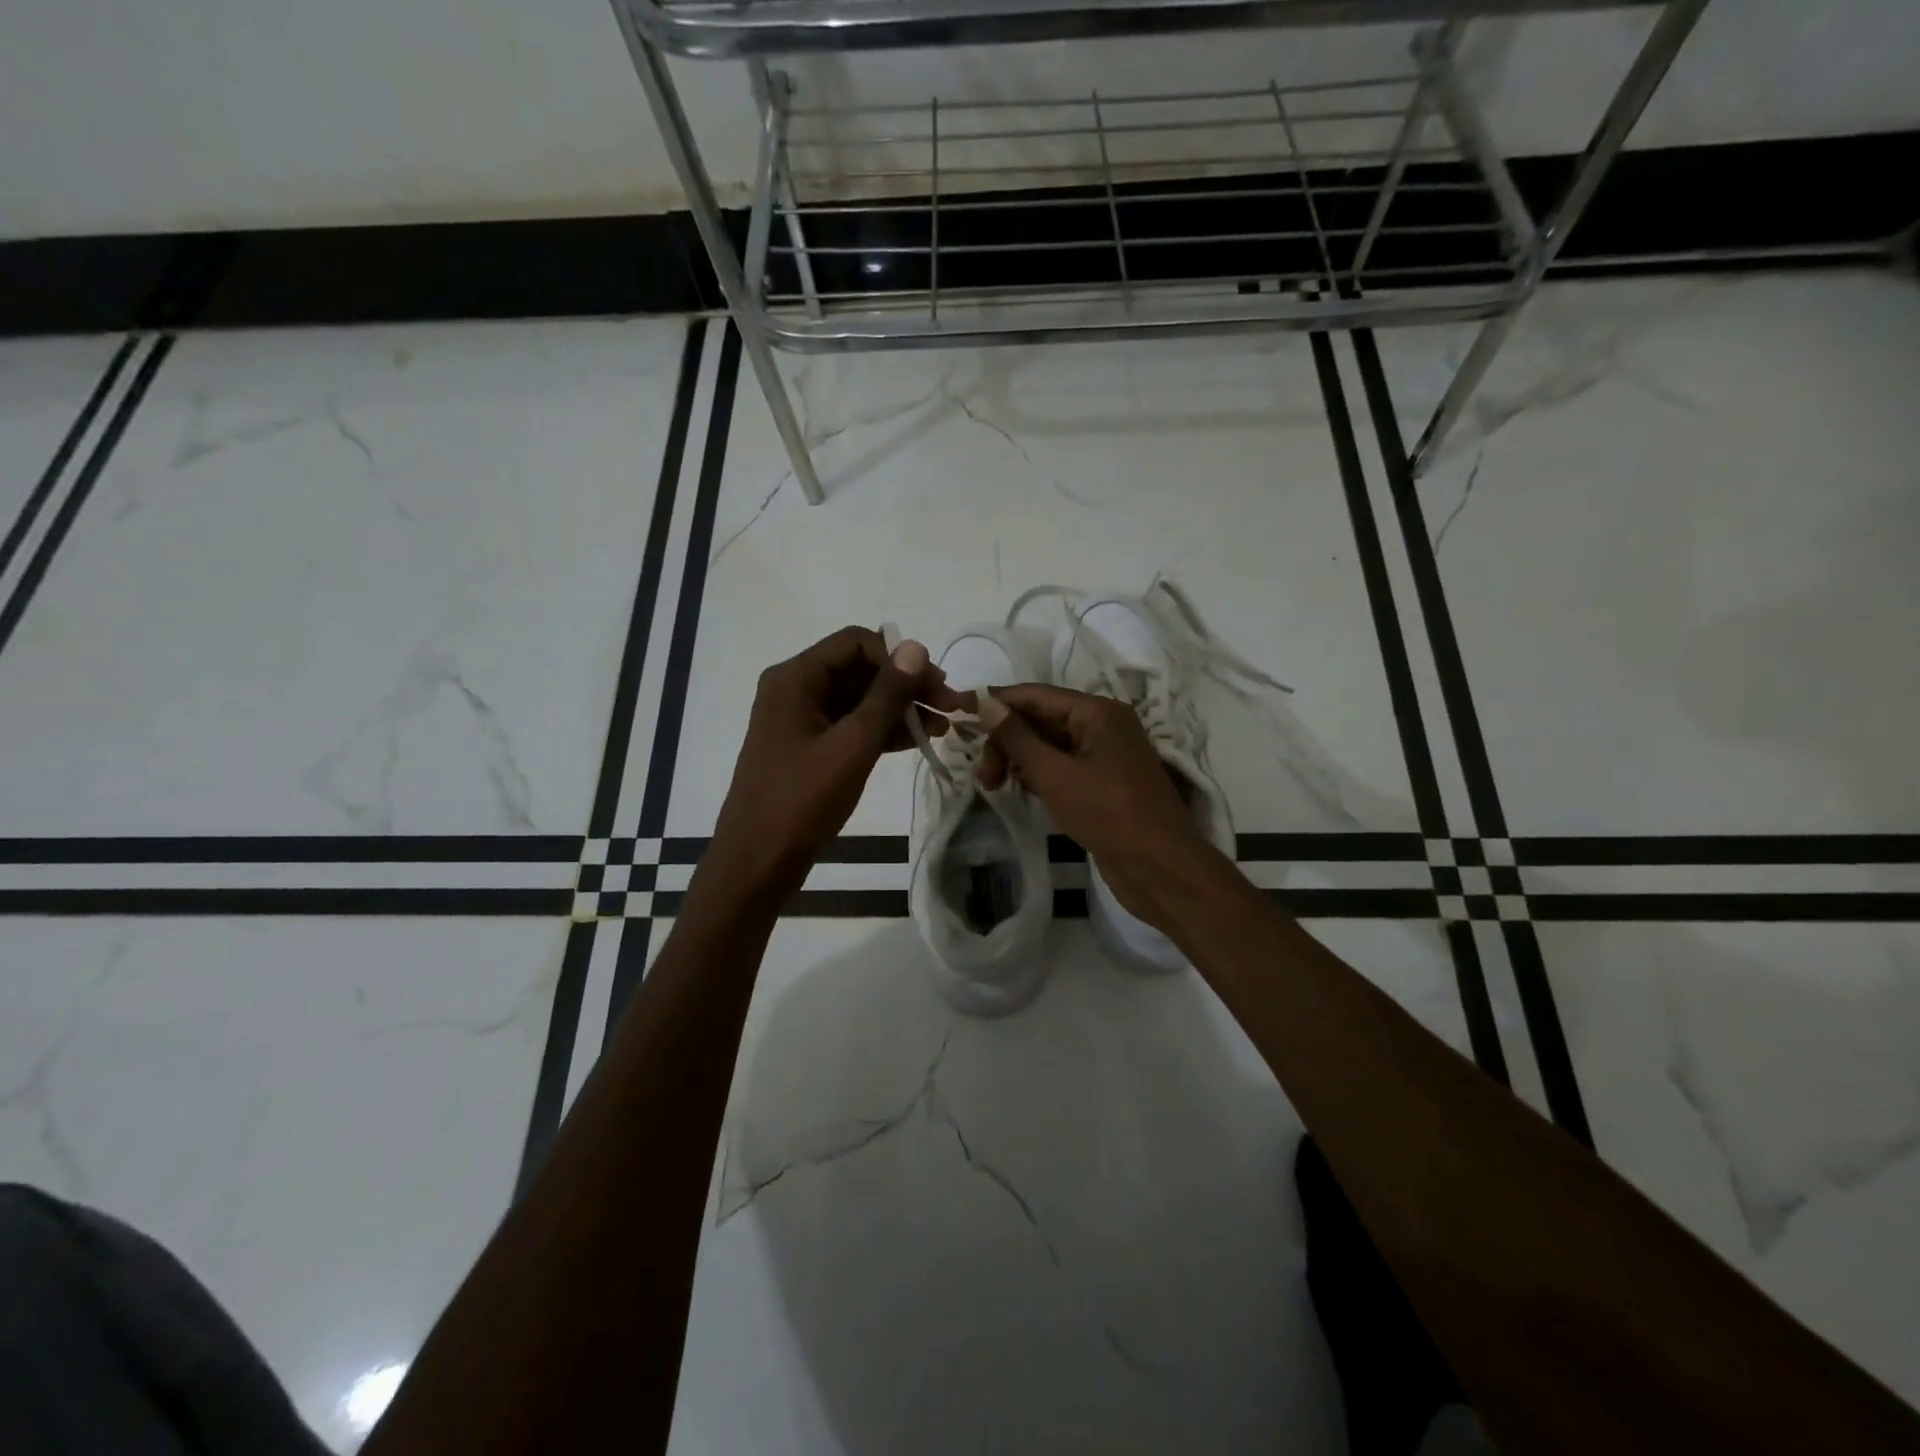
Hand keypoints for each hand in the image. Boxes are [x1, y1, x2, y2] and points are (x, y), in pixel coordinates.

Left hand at [705, 626, 964, 903]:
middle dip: (906, 685)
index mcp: (795, 678)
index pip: (856, 643)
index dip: (899, 658)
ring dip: (900, 709)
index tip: (936, 685)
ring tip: (944, 727)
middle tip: (950, 706)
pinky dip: (883, 731)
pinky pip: (852, 725)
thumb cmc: (802, 800)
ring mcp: (802, 720)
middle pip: (860, 670)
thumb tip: (916, 648)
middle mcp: (796, 689)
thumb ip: (887, 695)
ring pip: (860, 700)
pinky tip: (918, 741)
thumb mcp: (852, 745)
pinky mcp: (810, 748)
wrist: (757, 862)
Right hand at [976, 683, 1218, 929]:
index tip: (958, 718)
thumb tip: (985, 702)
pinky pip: (1062, 767)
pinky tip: (1021, 791)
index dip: (995, 704)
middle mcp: (1103, 725)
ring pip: (1049, 745)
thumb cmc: (1109, 814)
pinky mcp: (1103, 783)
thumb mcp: (1055, 774)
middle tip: (983, 777)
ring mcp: (1104, 755)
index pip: (1034, 695)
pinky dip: (1039, 775)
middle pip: (1041, 719)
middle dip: (1007, 741)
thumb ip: (1018, 738)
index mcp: (1097, 711)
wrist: (1161, 868)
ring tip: (995, 786)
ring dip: (1019, 760)